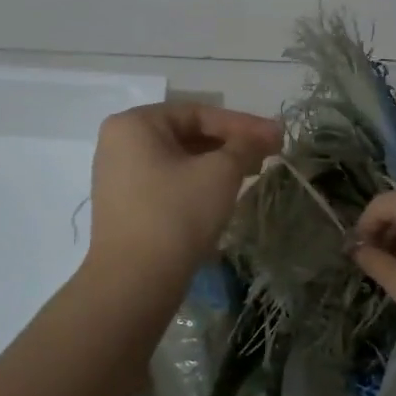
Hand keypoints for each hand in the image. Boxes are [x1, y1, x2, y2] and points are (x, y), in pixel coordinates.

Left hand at [85, 103, 282, 286]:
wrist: (135, 282)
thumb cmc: (177, 214)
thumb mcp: (219, 173)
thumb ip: (245, 146)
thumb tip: (268, 133)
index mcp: (135, 124)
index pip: (199, 113)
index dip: (243, 124)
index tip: (277, 136)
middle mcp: (119, 143)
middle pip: (188, 134)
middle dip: (231, 143)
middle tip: (269, 153)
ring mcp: (119, 176)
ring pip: (180, 160)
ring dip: (218, 164)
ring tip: (253, 171)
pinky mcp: (126, 205)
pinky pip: (168, 181)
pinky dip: (198, 182)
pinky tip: (224, 193)